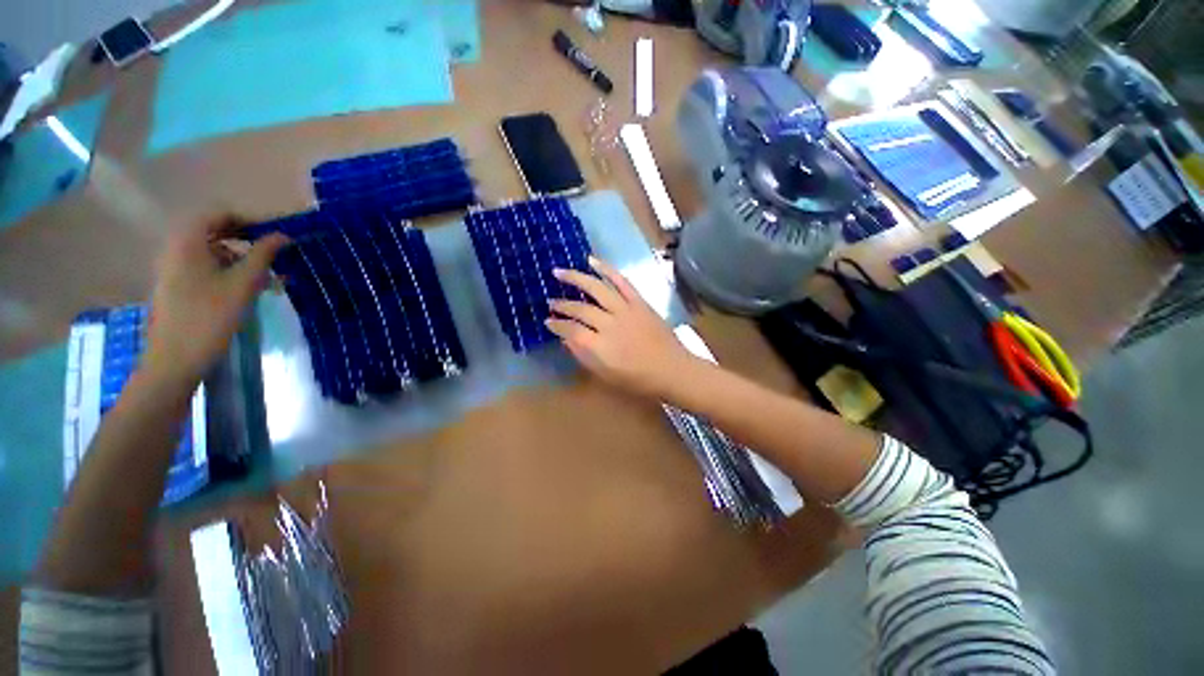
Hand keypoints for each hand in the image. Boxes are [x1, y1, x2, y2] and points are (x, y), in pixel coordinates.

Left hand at [144, 217, 287, 383]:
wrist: (175, 359)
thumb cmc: (209, 317)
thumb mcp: (243, 284)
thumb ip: (263, 255)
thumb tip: (283, 235)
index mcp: (188, 242)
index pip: (220, 214)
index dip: (251, 219)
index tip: (278, 233)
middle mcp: (177, 248)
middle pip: (215, 231)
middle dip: (248, 239)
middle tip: (277, 253)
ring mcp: (175, 268)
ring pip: (213, 251)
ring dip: (243, 258)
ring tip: (270, 277)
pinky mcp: (178, 286)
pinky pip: (207, 267)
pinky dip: (230, 272)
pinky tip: (250, 289)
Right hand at [547, 257, 703, 399]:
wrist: (672, 370)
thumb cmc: (638, 379)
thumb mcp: (606, 375)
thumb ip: (583, 356)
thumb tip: (565, 339)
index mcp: (600, 346)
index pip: (570, 330)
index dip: (556, 324)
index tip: (547, 321)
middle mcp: (609, 324)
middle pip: (580, 308)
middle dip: (562, 304)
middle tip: (550, 301)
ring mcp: (625, 310)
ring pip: (596, 288)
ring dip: (576, 278)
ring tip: (559, 271)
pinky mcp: (639, 302)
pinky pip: (621, 281)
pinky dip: (606, 269)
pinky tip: (592, 261)